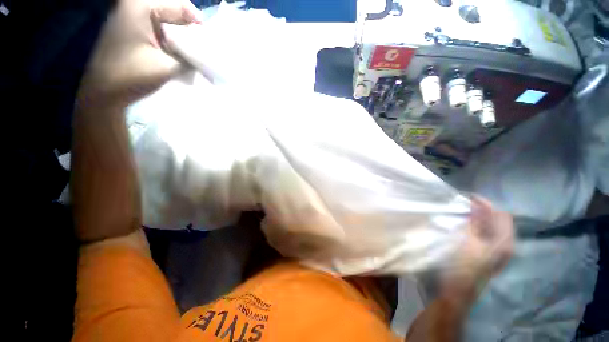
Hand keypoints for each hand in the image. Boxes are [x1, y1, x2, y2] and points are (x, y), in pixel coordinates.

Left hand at [79, 0, 199, 105]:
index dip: (199, 26)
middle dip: (192, 33)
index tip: (209, 48)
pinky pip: (161, 29)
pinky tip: (178, 56)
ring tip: (193, 57)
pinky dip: (173, 42)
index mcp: (141, 6)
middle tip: (202, 53)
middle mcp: (136, 5)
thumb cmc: (131, 76)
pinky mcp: (133, 28)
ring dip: (184, 39)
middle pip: (176, 12)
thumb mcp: (168, 67)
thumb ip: (193, 60)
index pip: (182, 6)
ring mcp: (133, 16)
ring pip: (170, 22)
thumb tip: (211, 59)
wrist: (104, 92)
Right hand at [442, 196, 513, 300]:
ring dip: (478, 218)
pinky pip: (485, 233)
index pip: (501, 214)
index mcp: (505, 242)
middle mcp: (505, 245)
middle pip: (497, 220)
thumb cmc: (463, 265)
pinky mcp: (487, 253)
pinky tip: (464, 225)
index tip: (467, 197)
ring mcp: (497, 250)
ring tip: (462, 213)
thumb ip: (476, 222)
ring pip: (491, 227)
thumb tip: (478, 204)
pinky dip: (476, 226)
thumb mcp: (469, 241)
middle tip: (463, 205)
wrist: (458, 290)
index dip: (485, 204)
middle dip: (481, 210)